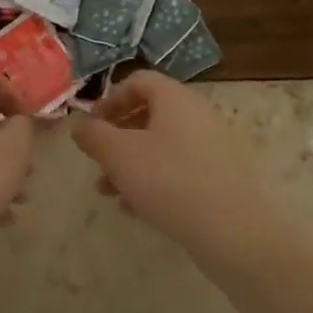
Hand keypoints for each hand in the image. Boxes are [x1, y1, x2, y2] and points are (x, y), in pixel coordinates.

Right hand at [70, 71, 271, 257]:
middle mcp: (198, 114)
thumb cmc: (169, 181)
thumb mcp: (119, 155)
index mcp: (175, 98)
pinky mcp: (222, 177)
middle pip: (150, 114)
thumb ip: (94, 135)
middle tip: (98, 161)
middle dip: (118, 138)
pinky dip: (156, 180)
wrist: (234, 231)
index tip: (91, 125)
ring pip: (163, 146)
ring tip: (110, 193)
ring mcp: (214, 146)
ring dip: (132, 163)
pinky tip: (138, 209)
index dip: (110, 99)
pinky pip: (181, 169)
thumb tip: (78, 123)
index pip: (138, 81)